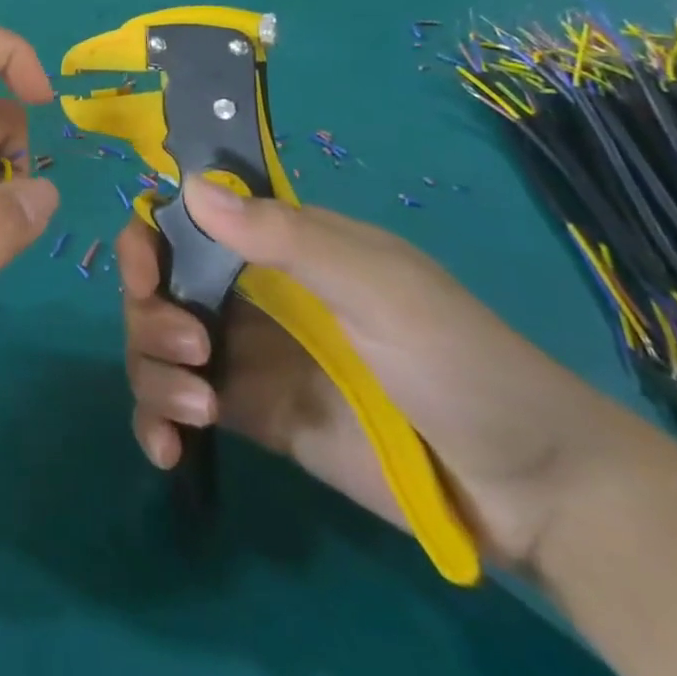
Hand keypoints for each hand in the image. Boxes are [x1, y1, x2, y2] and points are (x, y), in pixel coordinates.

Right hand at [120, 180, 623, 567]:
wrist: (532, 488)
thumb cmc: (458, 359)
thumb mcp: (379, 285)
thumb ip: (285, 236)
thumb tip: (190, 186)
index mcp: (275, 246)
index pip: (185, 222)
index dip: (149, 239)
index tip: (145, 272)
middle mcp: (247, 293)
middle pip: (157, 286)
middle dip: (149, 313)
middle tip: (190, 350)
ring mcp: (246, 357)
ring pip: (157, 346)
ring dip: (152, 371)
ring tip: (198, 411)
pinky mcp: (252, 418)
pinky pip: (179, 408)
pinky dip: (156, 421)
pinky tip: (166, 448)